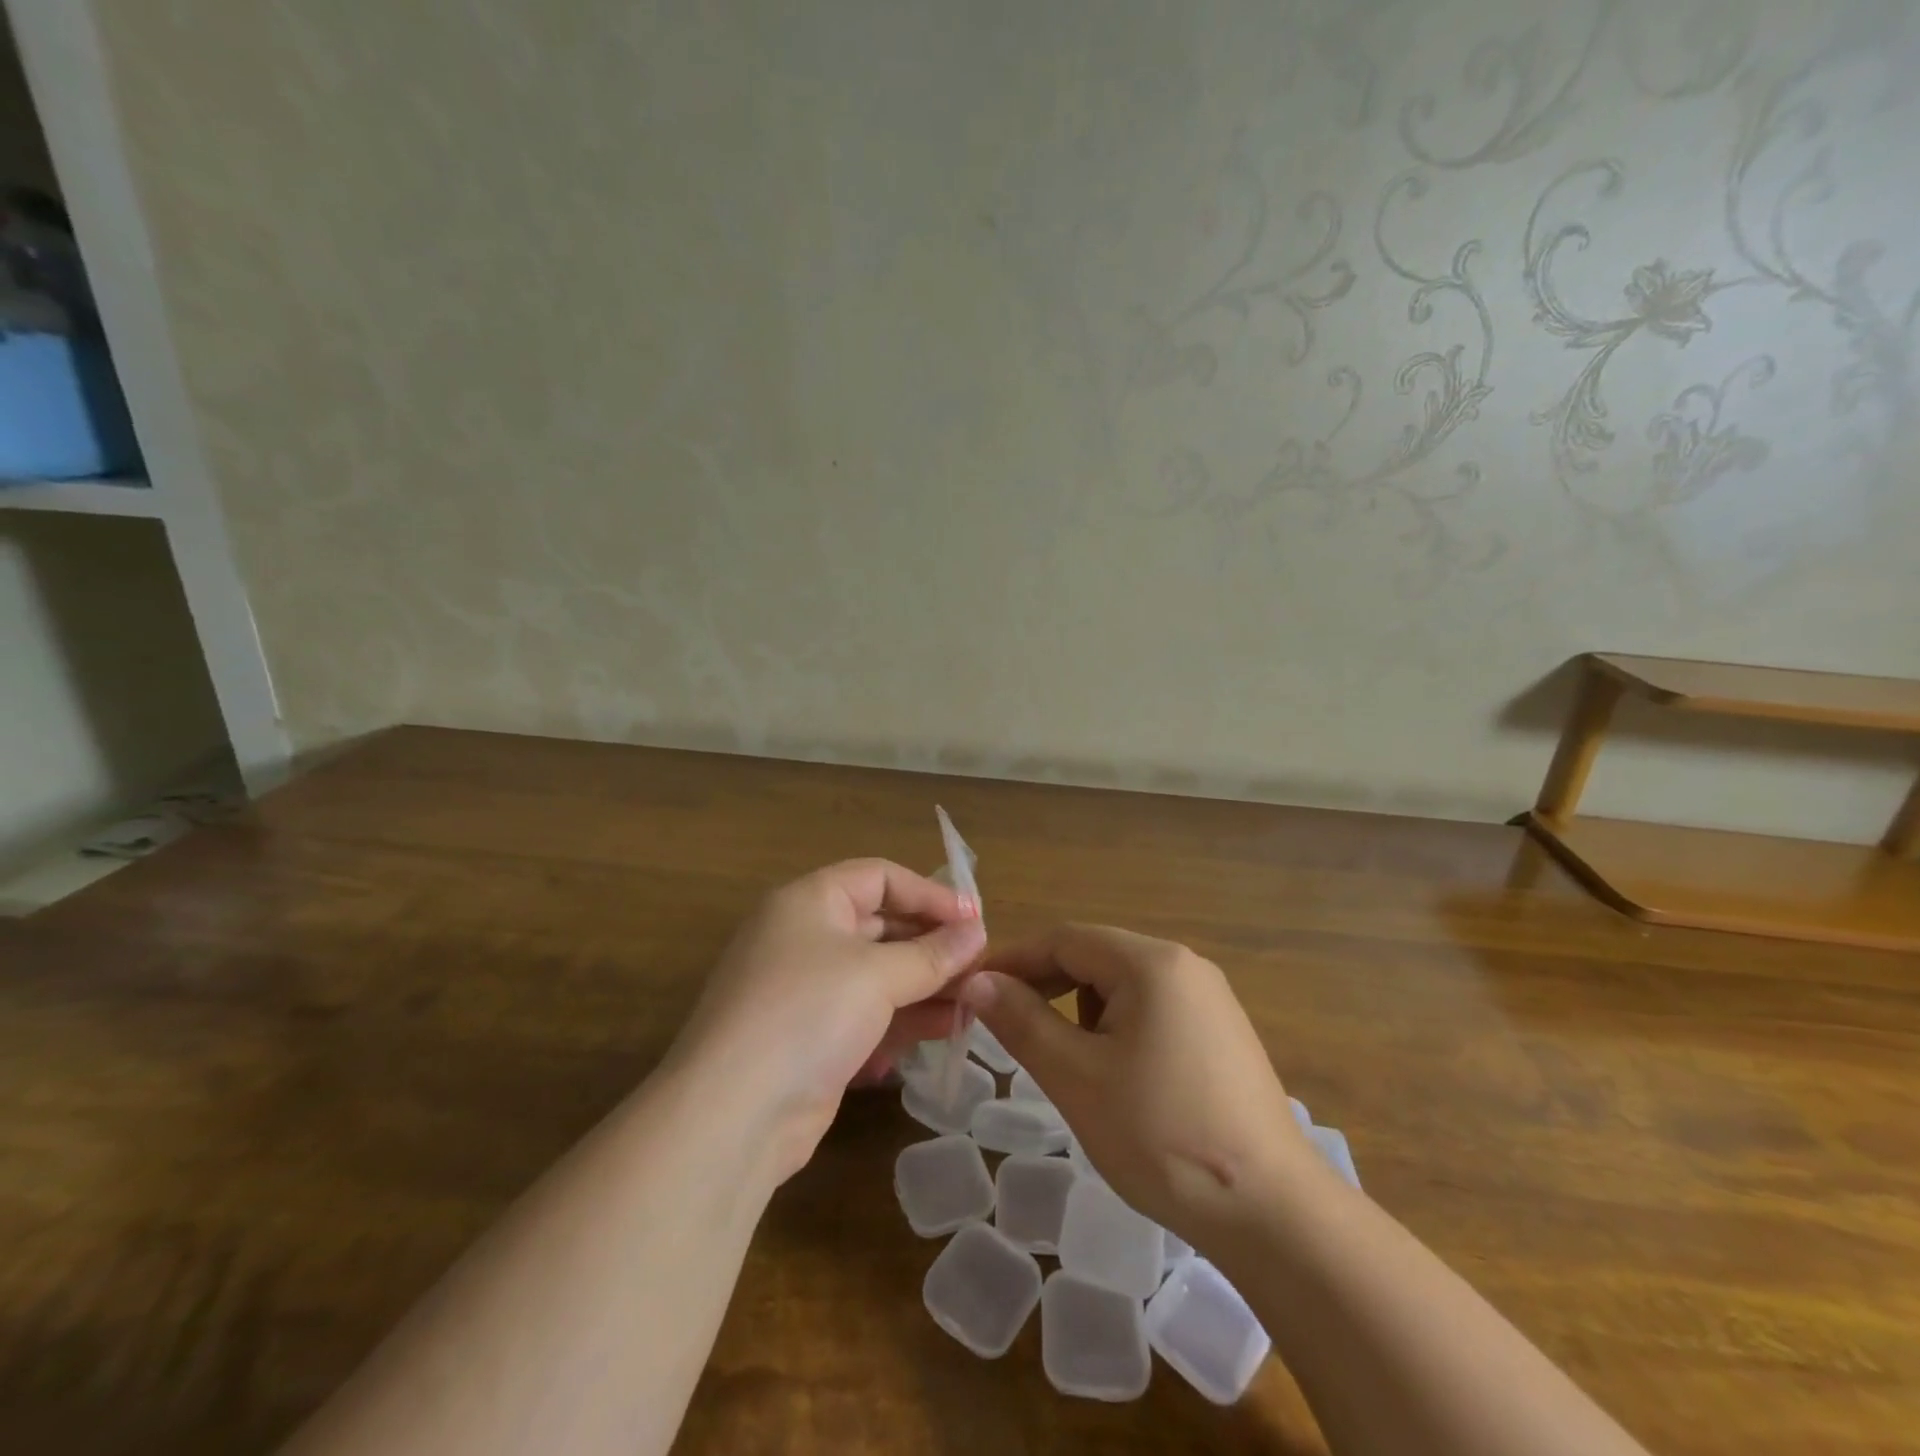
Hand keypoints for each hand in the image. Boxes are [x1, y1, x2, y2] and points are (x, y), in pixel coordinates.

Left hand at [671, 859, 986, 1181]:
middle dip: (932, 945)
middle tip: (981, 965)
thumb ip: (933, 953)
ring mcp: (806, 992)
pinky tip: (942, 1032)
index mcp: (809, 902)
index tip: (974, 919)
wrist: (733, 1115)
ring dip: (926, 987)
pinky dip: (902, 1020)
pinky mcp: (811, 1040)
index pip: (879, 877)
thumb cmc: (807, 1013)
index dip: (928, 893)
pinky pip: (866, 1016)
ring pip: (878, 976)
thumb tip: (977, 931)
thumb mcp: (877, 975)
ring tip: (973, 1004)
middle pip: (882, 927)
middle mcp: (804, 938)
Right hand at [960, 924, 1320, 1244]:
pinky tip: (1115, 1075)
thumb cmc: (1162, 1135)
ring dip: (1081, 1010)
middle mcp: (1184, 965)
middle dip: (1046, 985)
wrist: (1273, 1213)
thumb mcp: (1077, 1077)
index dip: (1014, 960)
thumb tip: (977, 981)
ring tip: (1066, 1061)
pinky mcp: (1221, 1033)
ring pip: (1122, 985)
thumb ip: (1022, 1021)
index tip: (972, 989)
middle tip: (1005, 1024)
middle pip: (1095, 956)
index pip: (1065, 939)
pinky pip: (1152, 1010)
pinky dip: (1117, 1028)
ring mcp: (1209, 999)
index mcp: (1151, 962)